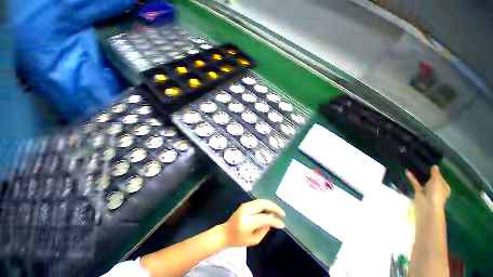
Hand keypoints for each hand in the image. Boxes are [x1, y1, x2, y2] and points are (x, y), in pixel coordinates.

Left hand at [220, 199, 285, 246]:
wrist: (225, 232)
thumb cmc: (238, 240)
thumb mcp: (253, 241)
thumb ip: (263, 231)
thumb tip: (271, 222)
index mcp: (247, 222)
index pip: (264, 218)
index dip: (274, 220)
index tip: (282, 224)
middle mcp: (246, 211)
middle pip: (263, 204)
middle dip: (274, 207)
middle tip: (282, 213)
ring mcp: (245, 205)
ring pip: (261, 201)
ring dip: (270, 205)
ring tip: (278, 211)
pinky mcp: (245, 204)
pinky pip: (258, 202)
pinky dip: (266, 204)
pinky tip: (270, 209)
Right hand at [406, 165, 450, 211]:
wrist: (427, 205)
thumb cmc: (436, 193)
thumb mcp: (437, 181)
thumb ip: (435, 173)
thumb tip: (434, 166)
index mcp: (443, 186)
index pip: (440, 177)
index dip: (436, 171)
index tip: (430, 165)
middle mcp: (436, 188)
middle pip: (431, 179)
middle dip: (427, 173)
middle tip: (422, 164)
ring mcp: (426, 190)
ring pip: (423, 181)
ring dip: (419, 175)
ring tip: (414, 166)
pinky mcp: (418, 191)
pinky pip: (415, 182)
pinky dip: (412, 177)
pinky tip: (407, 171)